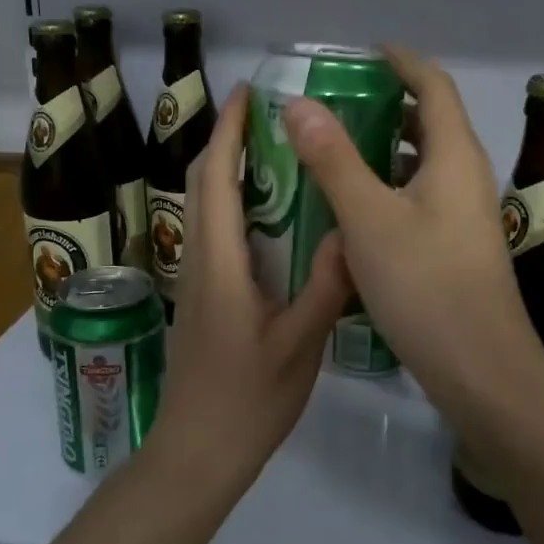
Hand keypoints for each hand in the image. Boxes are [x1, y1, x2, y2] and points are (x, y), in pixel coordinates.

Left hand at [150, 84, 352, 484]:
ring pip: (202, 206)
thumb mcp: (299, 346)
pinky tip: (270, 213)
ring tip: (273, 150)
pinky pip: (211, 231)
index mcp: (220, 264)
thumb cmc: (248, 400)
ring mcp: (194, 279)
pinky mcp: (199, 296)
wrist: (197, 450)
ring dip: (226, 168)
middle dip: (225, 139)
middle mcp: (198, 260)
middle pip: (200, 183)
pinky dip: (231, 203)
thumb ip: (324, 286)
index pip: (215, 179)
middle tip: (267, 114)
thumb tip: (349, 231)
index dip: (227, 131)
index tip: (247, 93)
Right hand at [283, 46, 543, 431]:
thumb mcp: (369, 218)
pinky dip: (390, 188)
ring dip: (386, 149)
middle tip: (336, 104)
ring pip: (425, 164)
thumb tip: (299, 104)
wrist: (480, 369)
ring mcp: (466, 215)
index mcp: (454, 156)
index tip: (364, 52)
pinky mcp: (458, 247)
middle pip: (432, 122)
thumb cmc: (425, 286)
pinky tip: (355, 210)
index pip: (433, 85)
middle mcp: (467, 176)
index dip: (402, 61)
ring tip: (336, 151)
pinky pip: (422, 198)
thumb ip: (333, 159)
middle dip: (388, 104)